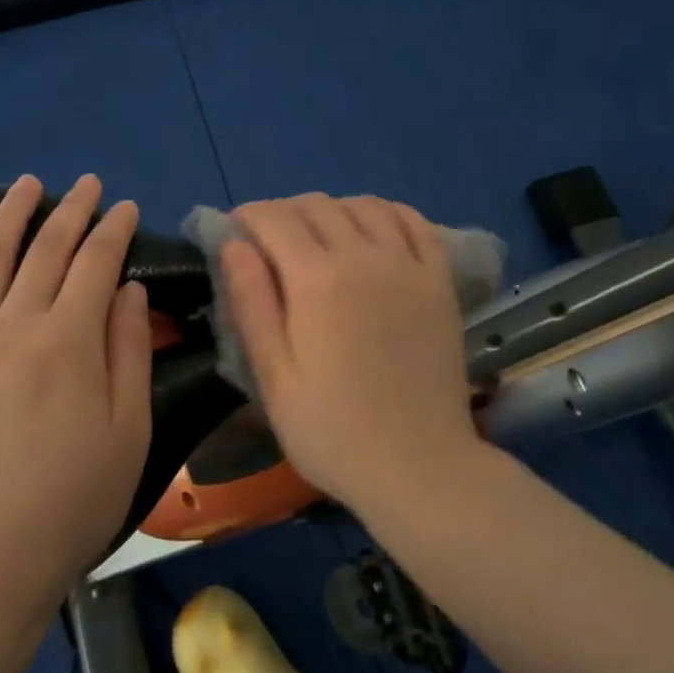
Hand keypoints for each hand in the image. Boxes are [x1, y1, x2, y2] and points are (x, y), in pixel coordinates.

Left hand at [0, 174, 151, 614]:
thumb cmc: (70, 504)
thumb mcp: (127, 432)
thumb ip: (128, 352)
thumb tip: (125, 290)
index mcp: (68, 342)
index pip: (96, 264)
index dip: (113, 230)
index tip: (126, 207)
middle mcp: (12, 328)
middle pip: (46, 252)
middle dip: (72, 211)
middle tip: (88, 185)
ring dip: (11, 217)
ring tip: (27, 185)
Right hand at [221, 194, 478, 512]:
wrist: (420, 467)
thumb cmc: (332, 431)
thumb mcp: (273, 376)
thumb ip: (251, 303)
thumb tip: (233, 244)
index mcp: (316, 280)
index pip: (274, 219)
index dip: (248, 216)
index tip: (236, 232)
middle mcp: (364, 256)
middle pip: (316, 205)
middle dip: (284, 212)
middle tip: (270, 243)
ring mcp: (408, 264)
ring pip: (363, 205)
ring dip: (331, 210)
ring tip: (319, 238)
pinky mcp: (439, 279)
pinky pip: (412, 221)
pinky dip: (385, 212)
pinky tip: (372, 231)